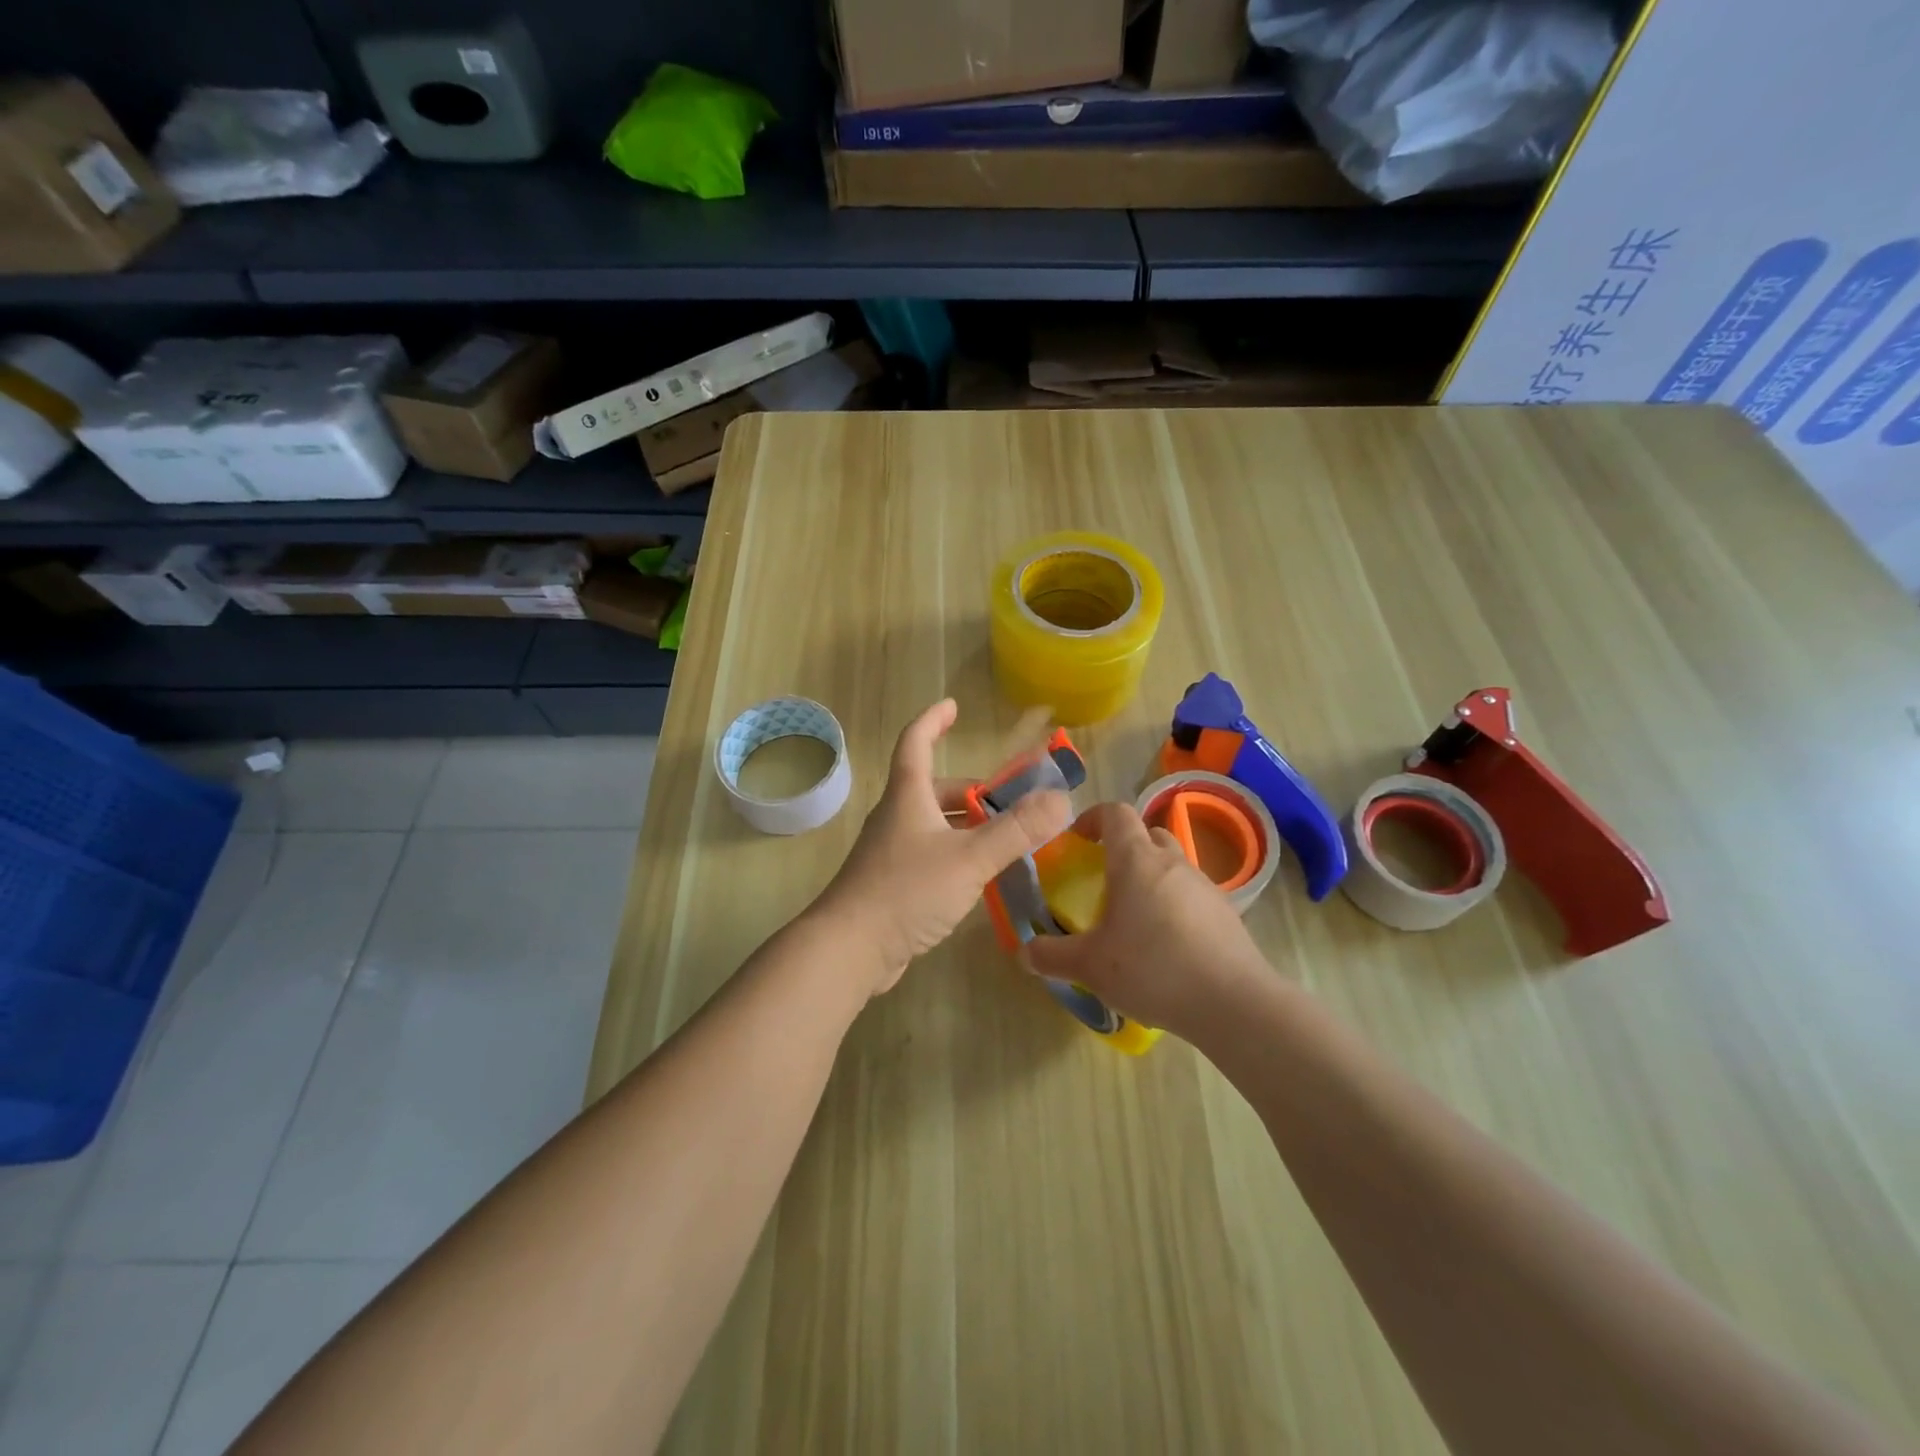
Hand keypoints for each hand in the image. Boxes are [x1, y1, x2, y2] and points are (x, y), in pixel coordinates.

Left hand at [817, 699, 1071, 996]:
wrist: (849, 948)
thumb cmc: (907, 890)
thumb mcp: (969, 858)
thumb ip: (1017, 830)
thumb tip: (1061, 799)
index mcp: (908, 796)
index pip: (915, 741)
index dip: (933, 720)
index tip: (953, 707)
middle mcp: (896, 817)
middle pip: (934, 789)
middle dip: (972, 792)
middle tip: (1010, 803)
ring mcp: (891, 852)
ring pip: (934, 826)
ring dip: (968, 827)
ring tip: (1005, 841)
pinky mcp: (891, 884)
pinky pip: (930, 856)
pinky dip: (957, 855)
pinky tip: (979, 879)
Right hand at [1023, 802, 1265, 1040]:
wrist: (1233, 1002)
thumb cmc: (1153, 968)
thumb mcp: (1090, 967)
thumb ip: (1052, 956)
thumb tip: (1024, 952)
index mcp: (1136, 860)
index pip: (1115, 813)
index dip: (1092, 817)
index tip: (1077, 840)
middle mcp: (1172, 862)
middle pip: (1147, 835)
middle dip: (1123, 848)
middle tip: (1104, 880)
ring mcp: (1205, 886)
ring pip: (1172, 865)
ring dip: (1151, 878)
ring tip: (1134, 918)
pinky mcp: (1226, 913)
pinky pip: (1192, 895)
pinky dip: (1175, 906)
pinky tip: (1166, 946)